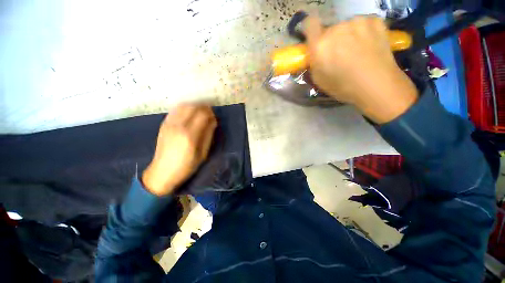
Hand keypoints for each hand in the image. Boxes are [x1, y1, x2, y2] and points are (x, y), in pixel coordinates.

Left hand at [142, 105, 216, 195]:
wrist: (162, 172)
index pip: (202, 115)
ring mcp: (168, 124)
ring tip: (200, 111)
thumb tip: (213, 121)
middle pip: (192, 106)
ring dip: (194, 105)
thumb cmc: (186, 166)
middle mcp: (178, 126)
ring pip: (183, 105)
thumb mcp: (203, 153)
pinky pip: (175, 109)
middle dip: (203, 107)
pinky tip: (189, 113)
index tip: (214, 117)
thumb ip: (208, 135)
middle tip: (209, 112)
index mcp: (189, 135)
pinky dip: (184, 108)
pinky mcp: (163, 124)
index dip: (211, 113)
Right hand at [304, 16, 417, 123]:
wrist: (377, 84)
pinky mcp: (374, 20)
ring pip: (347, 26)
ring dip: (348, 35)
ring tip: (357, 50)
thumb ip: (314, 63)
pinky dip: (364, 32)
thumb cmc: (343, 86)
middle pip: (329, 29)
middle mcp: (336, 28)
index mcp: (320, 45)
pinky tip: (369, 45)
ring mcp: (357, 22)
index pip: (309, 23)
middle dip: (332, 39)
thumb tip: (315, 53)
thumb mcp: (319, 80)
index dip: (310, 28)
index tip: (314, 37)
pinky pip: (363, 23)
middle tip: (339, 53)